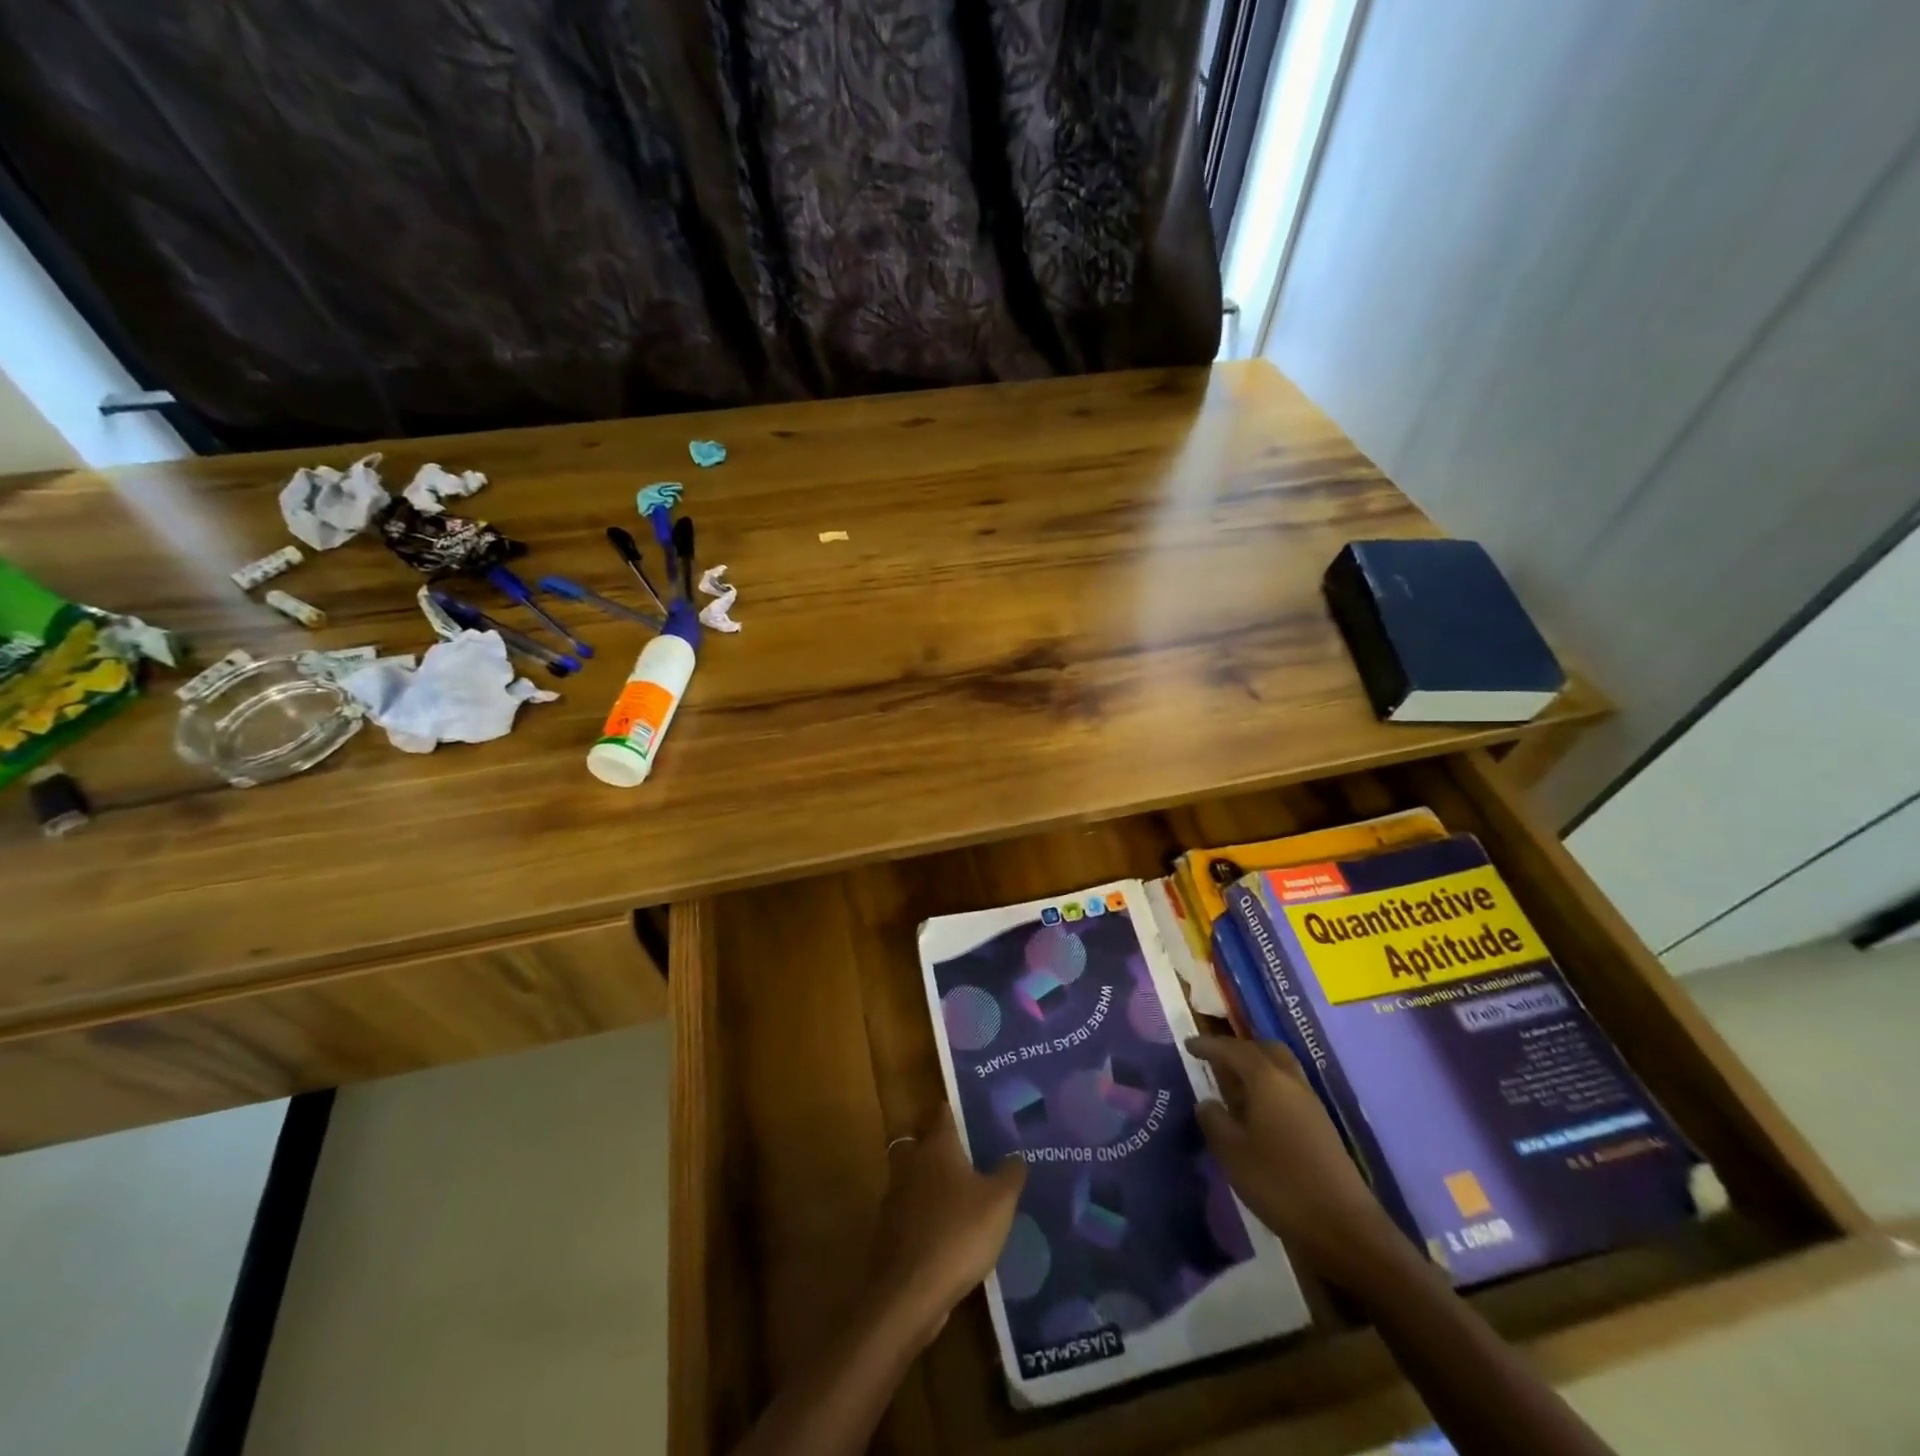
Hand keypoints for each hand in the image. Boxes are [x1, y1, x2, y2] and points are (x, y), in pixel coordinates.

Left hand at [869, 1105, 1025, 1347]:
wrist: (910, 1292)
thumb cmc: (959, 1233)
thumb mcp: (999, 1203)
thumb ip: (1010, 1174)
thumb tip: (1016, 1154)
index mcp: (936, 1146)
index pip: (942, 1114)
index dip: (954, 1111)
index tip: (968, 1114)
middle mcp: (911, 1163)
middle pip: (917, 1140)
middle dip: (932, 1143)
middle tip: (959, 1153)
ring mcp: (894, 1197)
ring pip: (909, 1176)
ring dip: (925, 1181)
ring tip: (954, 1195)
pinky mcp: (888, 1231)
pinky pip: (907, 1211)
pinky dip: (920, 1214)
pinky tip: (942, 1231)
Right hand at [1187, 1035, 1409, 1293]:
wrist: (1344, 1228)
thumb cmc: (1279, 1183)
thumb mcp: (1231, 1152)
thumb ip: (1214, 1120)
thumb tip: (1207, 1102)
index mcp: (1267, 1080)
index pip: (1232, 1049)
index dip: (1208, 1045)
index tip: (1188, 1045)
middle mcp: (1291, 1082)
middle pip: (1265, 1050)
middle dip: (1239, 1050)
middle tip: (1216, 1060)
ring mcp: (1311, 1104)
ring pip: (1282, 1069)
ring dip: (1257, 1068)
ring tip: (1234, 1086)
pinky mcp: (1322, 1127)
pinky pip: (1290, 1091)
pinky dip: (1270, 1089)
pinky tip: (1258, 1113)